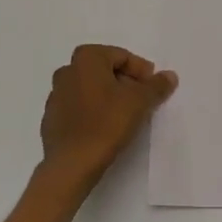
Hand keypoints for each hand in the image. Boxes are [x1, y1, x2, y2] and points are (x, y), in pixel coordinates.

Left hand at [39, 44, 177, 188]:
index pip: (122, 56)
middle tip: (142, 100)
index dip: (141, 71)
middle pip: (104, 70)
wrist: (72, 164)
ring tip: (125, 115)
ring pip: (90, 89)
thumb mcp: (140, 101)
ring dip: (109, 96)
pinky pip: (78, 107)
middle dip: (125, 82)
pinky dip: (93, 111)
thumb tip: (169, 76)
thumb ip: (157, 85)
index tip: (152, 88)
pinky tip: (105, 128)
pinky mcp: (51, 119)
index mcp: (86, 58)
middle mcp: (67, 71)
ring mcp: (55, 96)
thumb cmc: (107, 123)